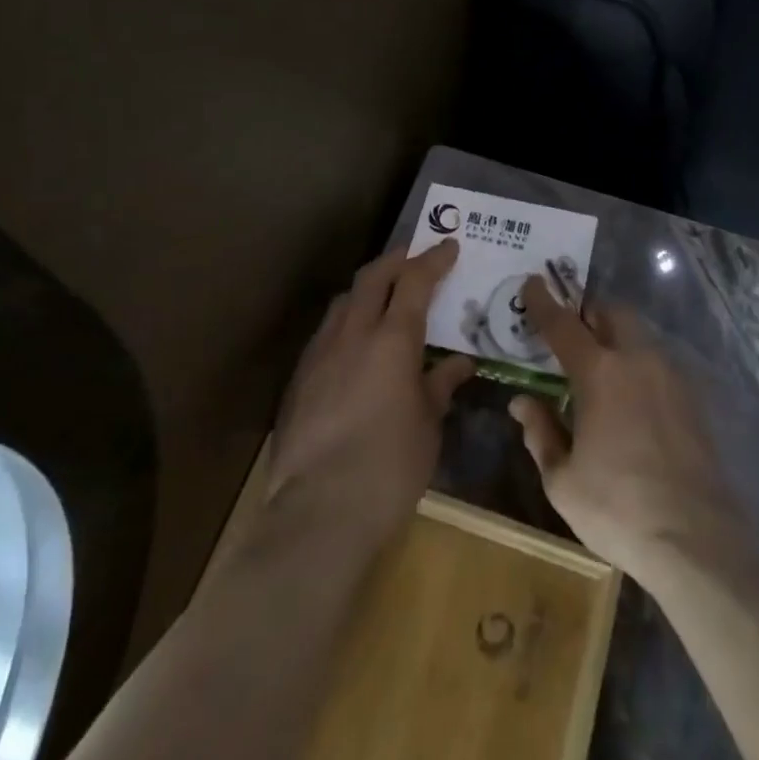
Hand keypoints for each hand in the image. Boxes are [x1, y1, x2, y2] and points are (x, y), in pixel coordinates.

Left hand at [265, 240, 473, 552]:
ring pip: (344, 301)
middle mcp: (353, 334)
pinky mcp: (299, 381)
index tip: (449, 246)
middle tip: (415, 258)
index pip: (415, 281)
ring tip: (385, 298)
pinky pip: (326, 334)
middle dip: (396, 260)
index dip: (433, 259)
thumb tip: (459, 363)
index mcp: (393, 340)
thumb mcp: (428, 426)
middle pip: (373, 277)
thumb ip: (441, 385)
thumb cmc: (389, 467)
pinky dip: (347, 323)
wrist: (318, 513)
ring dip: (368, 290)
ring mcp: (320, 355)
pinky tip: (355, 347)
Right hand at [508, 280, 740, 583]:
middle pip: (611, 313)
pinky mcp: (692, 397)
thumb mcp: (562, 479)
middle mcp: (637, 360)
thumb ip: (540, 431)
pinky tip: (631, 398)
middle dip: (588, 312)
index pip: (563, 324)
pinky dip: (638, 362)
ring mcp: (670, 375)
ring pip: (639, 334)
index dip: (544, 302)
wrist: (695, 538)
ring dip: (616, 336)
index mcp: (599, 373)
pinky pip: (658, 361)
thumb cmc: (617, 508)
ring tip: (600, 367)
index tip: (532, 282)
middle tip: (571, 333)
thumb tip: (522, 402)